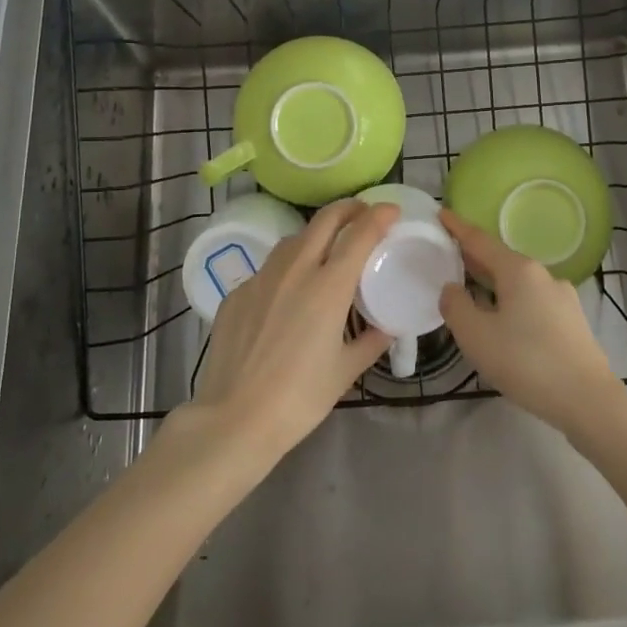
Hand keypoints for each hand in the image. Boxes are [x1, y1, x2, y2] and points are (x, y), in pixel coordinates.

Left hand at [176, 199, 395, 464]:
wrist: (234, 418)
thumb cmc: (299, 398)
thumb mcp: (345, 371)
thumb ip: (370, 342)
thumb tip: (386, 327)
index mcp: (328, 287)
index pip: (359, 234)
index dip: (379, 216)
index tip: (391, 211)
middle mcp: (295, 270)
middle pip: (325, 220)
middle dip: (348, 209)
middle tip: (363, 214)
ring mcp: (261, 278)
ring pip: (293, 239)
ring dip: (316, 234)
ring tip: (327, 249)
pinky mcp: (237, 292)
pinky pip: (268, 269)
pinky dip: (286, 268)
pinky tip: (288, 292)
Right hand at [438, 209, 621, 433]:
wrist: (588, 400)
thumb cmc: (526, 362)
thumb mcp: (476, 336)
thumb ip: (456, 306)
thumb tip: (452, 288)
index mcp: (518, 270)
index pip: (480, 240)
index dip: (457, 227)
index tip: (440, 213)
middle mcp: (542, 275)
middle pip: (500, 259)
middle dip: (474, 257)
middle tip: (448, 256)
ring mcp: (562, 297)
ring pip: (518, 282)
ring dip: (493, 283)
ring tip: (472, 293)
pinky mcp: (572, 321)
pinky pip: (532, 301)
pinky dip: (511, 301)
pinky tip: (504, 322)